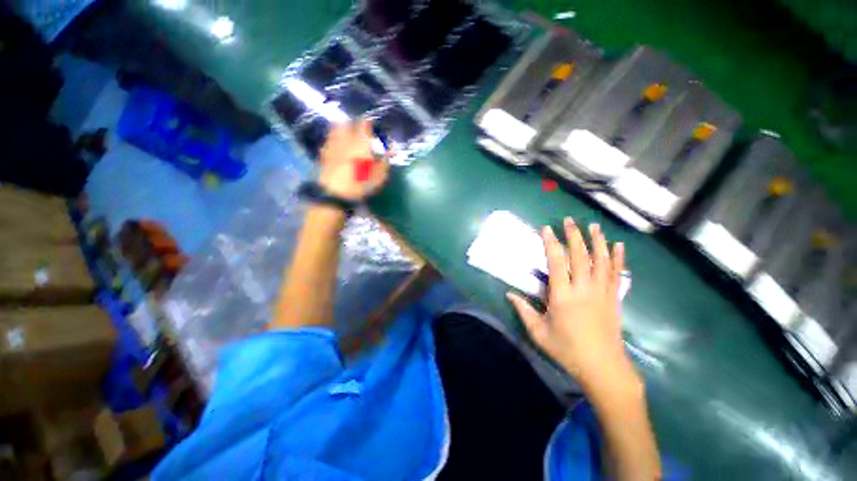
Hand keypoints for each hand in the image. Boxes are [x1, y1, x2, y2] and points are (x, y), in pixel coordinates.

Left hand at [318, 119, 389, 200]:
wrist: (333, 193)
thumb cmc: (359, 184)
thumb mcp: (378, 177)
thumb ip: (385, 162)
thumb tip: (392, 151)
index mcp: (359, 142)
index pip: (364, 124)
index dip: (369, 122)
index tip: (373, 124)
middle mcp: (344, 139)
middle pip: (347, 123)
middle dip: (354, 124)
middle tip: (360, 130)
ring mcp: (332, 145)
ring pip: (335, 129)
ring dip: (342, 129)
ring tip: (348, 136)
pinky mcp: (323, 154)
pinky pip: (329, 141)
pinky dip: (334, 140)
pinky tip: (337, 147)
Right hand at [507, 218, 639, 391]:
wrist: (603, 367)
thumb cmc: (567, 350)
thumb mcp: (539, 333)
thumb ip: (524, 311)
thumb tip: (509, 294)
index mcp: (563, 296)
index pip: (557, 263)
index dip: (551, 243)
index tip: (547, 229)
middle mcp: (584, 289)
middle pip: (580, 256)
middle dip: (574, 236)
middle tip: (569, 220)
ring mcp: (602, 293)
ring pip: (601, 261)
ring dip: (597, 241)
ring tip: (594, 226)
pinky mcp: (613, 298)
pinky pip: (616, 274)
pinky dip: (618, 258)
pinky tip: (619, 246)